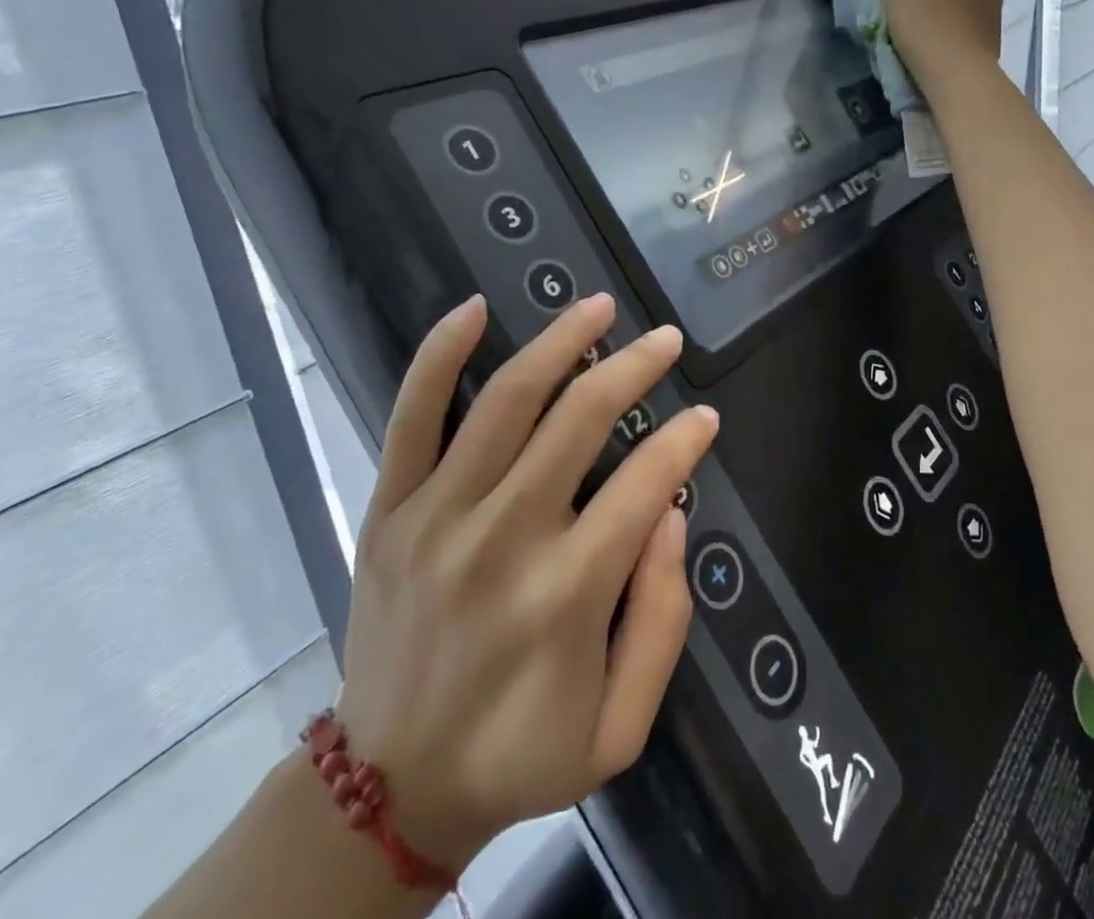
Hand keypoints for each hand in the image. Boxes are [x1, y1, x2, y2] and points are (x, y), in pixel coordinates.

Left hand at [333, 293, 717, 876]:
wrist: (389, 787)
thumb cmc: (519, 753)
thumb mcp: (620, 727)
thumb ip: (663, 619)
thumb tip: (671, 515)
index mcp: (566, 593)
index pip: (643, 483)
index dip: (683, 439)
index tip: (705, 416)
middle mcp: (504, 538)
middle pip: (579, 419)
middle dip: (634, 367)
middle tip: (666, 338)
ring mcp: (439, 515)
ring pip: (506, 399)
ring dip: (560, 341)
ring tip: (599, 306)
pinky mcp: (391, 508)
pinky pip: (410, 415)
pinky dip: (439, 355)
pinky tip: (473, 309)